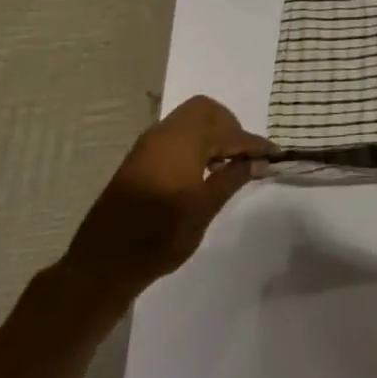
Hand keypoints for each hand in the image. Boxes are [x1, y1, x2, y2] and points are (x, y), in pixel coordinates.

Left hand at [60, 96, 267, 305]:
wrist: (102, 265)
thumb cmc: (160, 237)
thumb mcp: (205, 208)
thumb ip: (233, 178)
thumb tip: (258, 161)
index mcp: (181, 143)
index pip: (226, 131)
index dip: (252, 142)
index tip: (273, 154)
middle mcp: (163, 135)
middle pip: (205, 111)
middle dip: (229, 128)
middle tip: (244, 155)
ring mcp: (147, 146)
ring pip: (188, 122)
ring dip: (212, 135)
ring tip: (227, 164)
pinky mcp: (139, 160)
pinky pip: (175, 136)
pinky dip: (195, 143)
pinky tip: (203, 170)